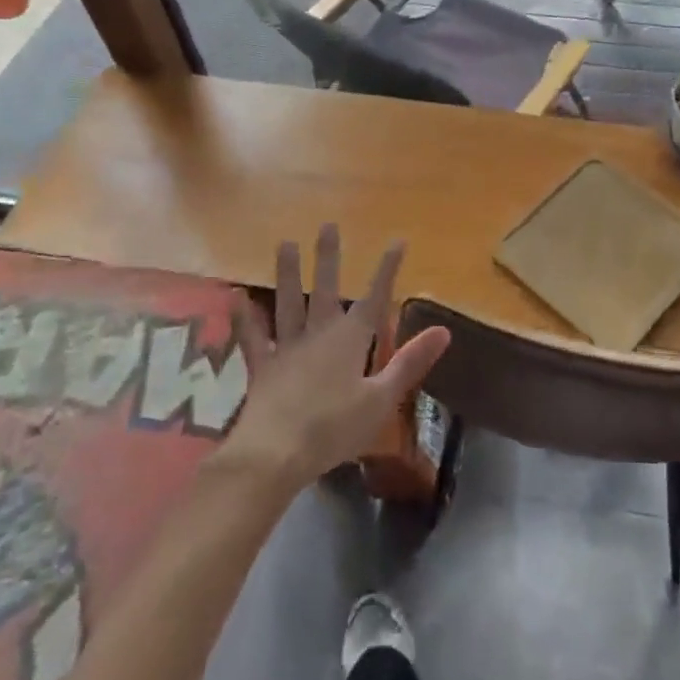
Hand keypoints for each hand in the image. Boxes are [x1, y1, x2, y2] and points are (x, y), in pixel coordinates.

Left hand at [222, 224, 450, 492]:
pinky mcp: (261, 367)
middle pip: (326, 290)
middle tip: (327, 225)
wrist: (274, 454)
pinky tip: (235, 295)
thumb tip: (444, 330)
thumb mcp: (381, 399)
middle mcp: (319, 334)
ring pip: (288, 303)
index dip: (387, 270)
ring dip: (288, 274)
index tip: (397, 240)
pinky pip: (252, 337)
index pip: (375, 298)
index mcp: (351, 340)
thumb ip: (410, 362)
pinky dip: (244, 317)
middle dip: (329, 258)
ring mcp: (287, 348)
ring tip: (285, 243)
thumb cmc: (334, 428)